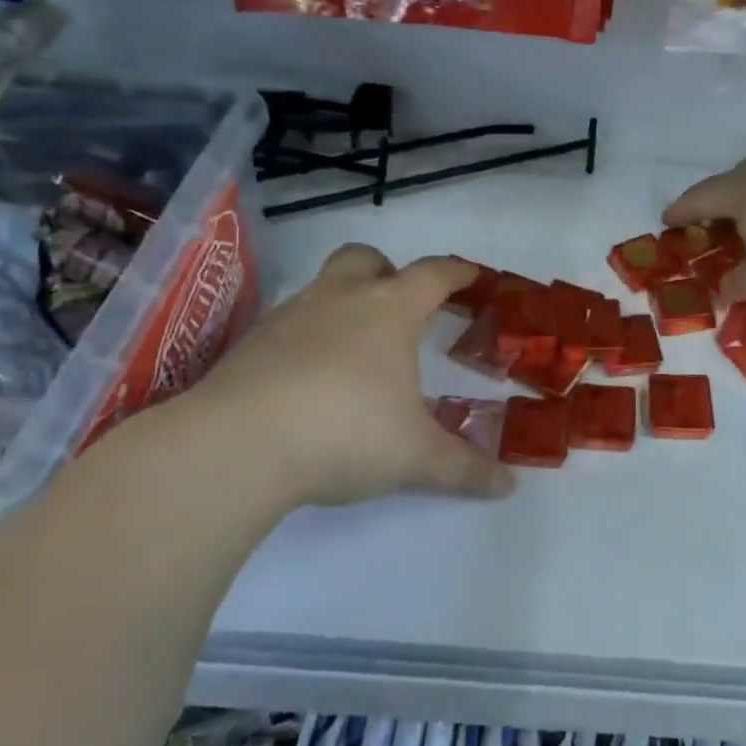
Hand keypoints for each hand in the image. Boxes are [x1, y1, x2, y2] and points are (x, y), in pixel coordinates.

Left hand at [146, 244, 511, 517]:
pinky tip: (311, 378)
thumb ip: (465, 469)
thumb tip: (509, 486)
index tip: (472, 277)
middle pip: (367, 259)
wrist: (235, 446)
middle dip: (389, 272)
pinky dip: (308, 337)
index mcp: (389, 311)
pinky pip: (290, 324)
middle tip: (403, 305)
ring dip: (345, 303)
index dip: (457, 272)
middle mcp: (339, 299)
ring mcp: (289, 317)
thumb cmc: (345, 433)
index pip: (433, 274)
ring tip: (357, 349)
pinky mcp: (250, 345)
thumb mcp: (415, 458)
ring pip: (323, 287)